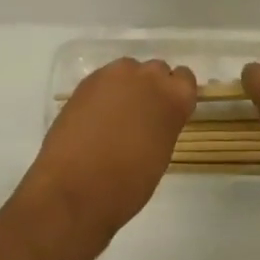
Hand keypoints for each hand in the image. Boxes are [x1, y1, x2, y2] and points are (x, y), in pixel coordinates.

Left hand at [22, 58, 197, 249]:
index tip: (167, 113)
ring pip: (129, 71)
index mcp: (173, 98)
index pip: (185, 79)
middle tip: (140, 118)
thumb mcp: (160, 155)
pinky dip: (104, 94)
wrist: (74, 188)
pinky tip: (94, 119)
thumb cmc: (126, 184)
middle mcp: (147, 77)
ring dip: (127, 88)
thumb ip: (163, 126)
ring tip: (114, 117)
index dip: (176, 95)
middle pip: (157, 71)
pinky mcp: (88, 80)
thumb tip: (153, 120)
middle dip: (151, 89)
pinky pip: (105, 80)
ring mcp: (115, 75)